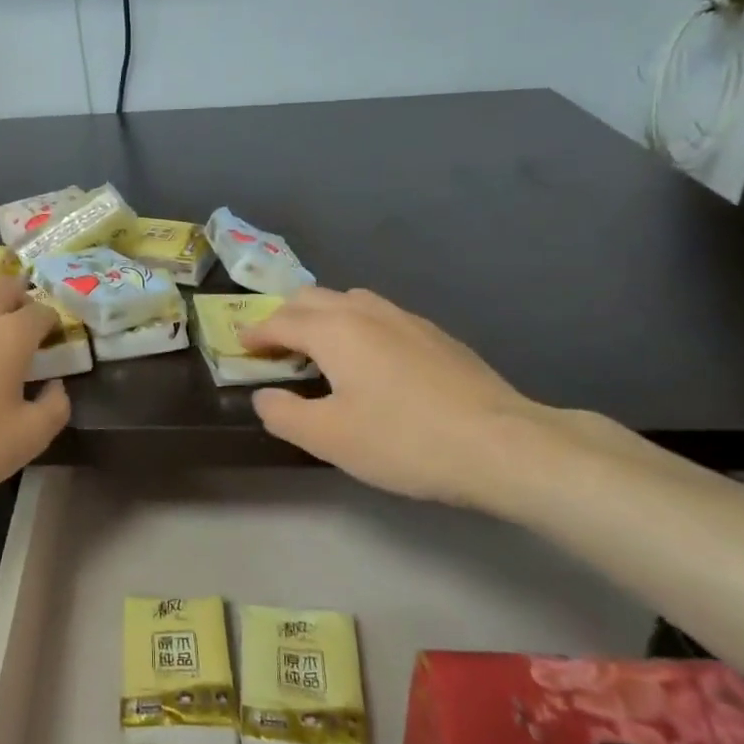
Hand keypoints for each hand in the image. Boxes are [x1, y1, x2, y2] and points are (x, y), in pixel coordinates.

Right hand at [240, 286, 569, 509]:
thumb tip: (265, 395)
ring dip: (323, 316)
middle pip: (313, 298)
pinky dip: (356, 325)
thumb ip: (283, 413)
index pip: (280, 320)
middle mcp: (366, 312)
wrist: (502, 444)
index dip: (255, 333)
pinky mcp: (436, 335)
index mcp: (334, 330)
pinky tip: (370, 359)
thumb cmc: (404, 440)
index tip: (241, 346)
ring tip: (320, 349)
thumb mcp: (329, 438)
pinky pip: (380, 315)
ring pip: (350, 300)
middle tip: (275, 347)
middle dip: (286, 317)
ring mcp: (406, 319)